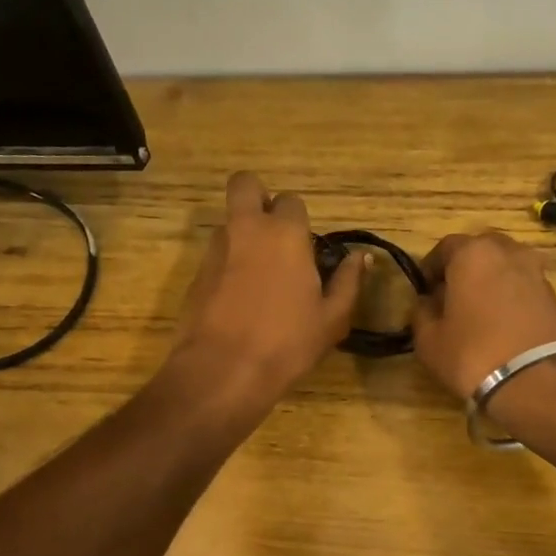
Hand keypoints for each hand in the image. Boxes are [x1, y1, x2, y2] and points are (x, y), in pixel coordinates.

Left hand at [169, 172, 364, 410]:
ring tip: (258, 277)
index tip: (306, 248)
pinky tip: (239, 302)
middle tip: (272, 232)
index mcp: (285, 234)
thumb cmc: (287, 343)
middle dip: (257, 196)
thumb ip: (348, 282)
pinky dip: (228, 267)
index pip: (292, 201)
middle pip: (244, 185)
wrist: (223, 370)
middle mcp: (247, 230)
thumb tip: (360, 258)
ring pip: (229, 223)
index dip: (299, 220)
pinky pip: (216, 256)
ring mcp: (216, 250)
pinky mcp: (196, 275)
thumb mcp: (332, 319)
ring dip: (243, 236)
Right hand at [411, 230, 555, 401]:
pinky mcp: (555, 295)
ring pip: (505, 266)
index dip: (431, 268)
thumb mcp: (429, 340)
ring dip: (490, 280)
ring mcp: (536, 271)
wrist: (537, 381)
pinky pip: (523, 286)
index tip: (424, 289)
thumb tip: (427, 303)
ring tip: (479, 310)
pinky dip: (511, 296)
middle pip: (480, 250)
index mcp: (472, 253)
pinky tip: (502, 322)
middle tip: (452, 296)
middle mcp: (507, 252)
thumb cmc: (472, 354)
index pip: (445, 247)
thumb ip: (422, 313)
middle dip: (464, 268)